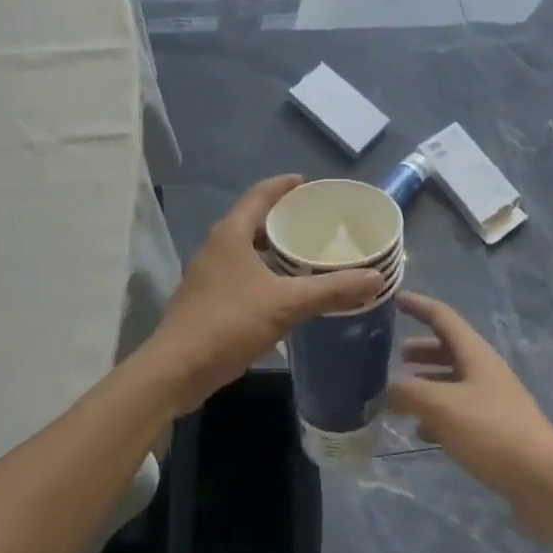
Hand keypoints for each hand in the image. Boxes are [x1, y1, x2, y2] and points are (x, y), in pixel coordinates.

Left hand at [144, 175, 384, 414]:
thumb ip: (331, 290)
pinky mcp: (206, 298)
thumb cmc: (229, 323)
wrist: (176, 370)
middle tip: (314, 221)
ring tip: (304, 253)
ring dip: (272, 247)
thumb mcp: (286, 304)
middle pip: (252, 219)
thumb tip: (376, 277)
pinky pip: (240, 271)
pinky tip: (283, 290)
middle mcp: (217, 245)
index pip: (259, 194)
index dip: (283, 185)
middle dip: (281, 217)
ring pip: (246, 248)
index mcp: (231, 233)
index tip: (307, 182)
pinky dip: (263, 270)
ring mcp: (208, 273)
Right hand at [389, 292, 552, 525]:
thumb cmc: (493, 432)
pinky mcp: (495, 433)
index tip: (395, 298)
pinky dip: (437, 415)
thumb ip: (408, 393)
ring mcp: (492, 402)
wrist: (547, 483)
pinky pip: (459, 413)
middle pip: (448, 350)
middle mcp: (484, 371)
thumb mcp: (443, 407)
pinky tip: (421, 432)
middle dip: (420, 350)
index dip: (418, 305)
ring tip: (399, 396)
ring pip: (452, 382)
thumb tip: (383, 390)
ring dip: (427, 384)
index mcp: (475, 353)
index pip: (442, 316)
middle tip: (392, 355)